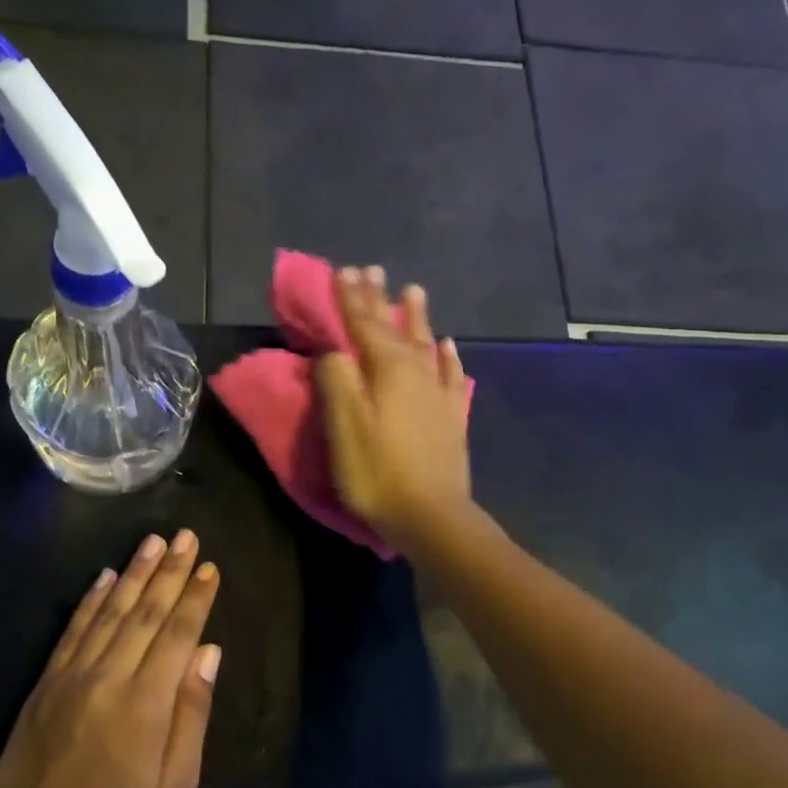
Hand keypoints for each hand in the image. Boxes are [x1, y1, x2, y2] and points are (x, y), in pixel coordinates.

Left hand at [0, 531, 220, 787]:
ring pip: (110, 612)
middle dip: (170, 572)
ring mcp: (71, 678)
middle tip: (187, 536)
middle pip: (145, 613)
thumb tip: (209, 651)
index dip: (195, 598)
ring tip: (154, 542)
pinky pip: (72, 631)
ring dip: (134, 574)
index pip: (177, 634)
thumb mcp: (173, 787)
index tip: (209, 567)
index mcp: (145, 704)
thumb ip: (192, 714)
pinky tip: (105, 577)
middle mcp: (108, 678)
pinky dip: (91, 601)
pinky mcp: (45, 685)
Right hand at [315, 265, 473, 550]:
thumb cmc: (379, 472)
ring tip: (413, 291)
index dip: (351, 299)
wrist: (432, 517)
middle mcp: (417, 372)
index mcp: (388, 370)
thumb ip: (336, 380)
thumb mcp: (344, 426)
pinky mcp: (451, 417)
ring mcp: (439, 394)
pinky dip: (448, 357)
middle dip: (379, 300)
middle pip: (395, 328)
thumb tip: (335, 351)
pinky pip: (451, 376)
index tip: (342, 271)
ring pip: (425, 344)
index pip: (364, 324)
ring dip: (416, 317)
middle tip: (371, 271)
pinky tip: (448, 346)